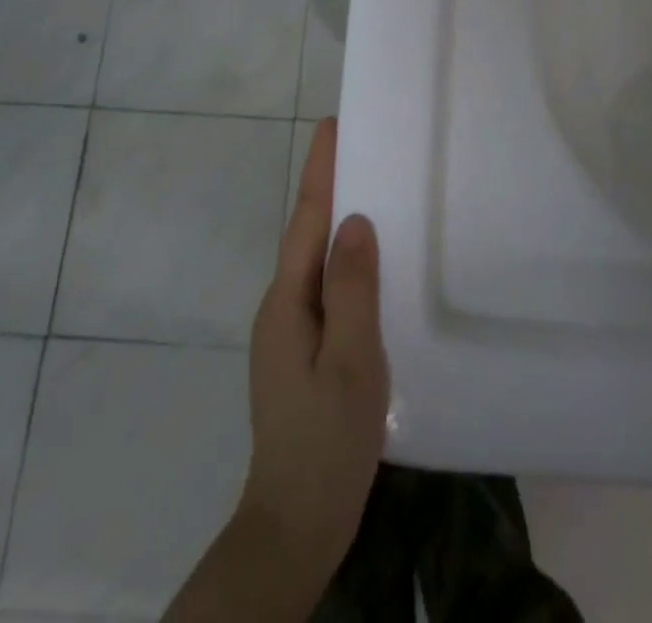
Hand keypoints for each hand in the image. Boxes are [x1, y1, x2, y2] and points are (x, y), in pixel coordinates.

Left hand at [239, 117, 389, 588]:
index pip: (307, 219)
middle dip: (329, 186)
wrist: (294, 525)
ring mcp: (287, 331)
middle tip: (360, 147)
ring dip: (335, 220)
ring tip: (370, 190)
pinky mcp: (300, 351)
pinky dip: (342, 259)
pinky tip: (368, 263)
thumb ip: (352, 288)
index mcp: (288, 301)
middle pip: (306, 233)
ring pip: (314, 260)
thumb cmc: (327, 442)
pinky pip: (323, 285)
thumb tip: (355, 220)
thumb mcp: (351, 362)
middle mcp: (281, 306)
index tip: (332, 125)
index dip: (321, 170)